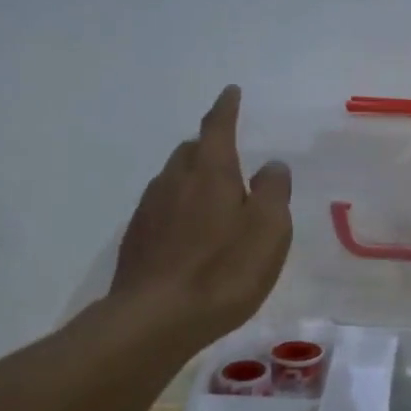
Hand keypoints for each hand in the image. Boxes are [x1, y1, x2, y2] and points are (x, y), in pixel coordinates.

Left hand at [109, 85, 292, 346]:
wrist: (155, 319)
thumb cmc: (224, 270)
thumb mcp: (268, 230)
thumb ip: (273, 192)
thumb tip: (271, 166)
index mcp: (210, 172)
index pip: (218, 128)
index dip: (226, 108)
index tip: (231, 91)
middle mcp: (174, 181)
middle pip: (190, 151)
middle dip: (208, 146)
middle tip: (228, 155)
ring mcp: (149, 210)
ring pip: (173, 179)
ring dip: (193, 178)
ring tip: (212, 198)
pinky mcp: (136, 239)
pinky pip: (162, 208)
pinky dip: (179, 208)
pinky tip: (189, 233)